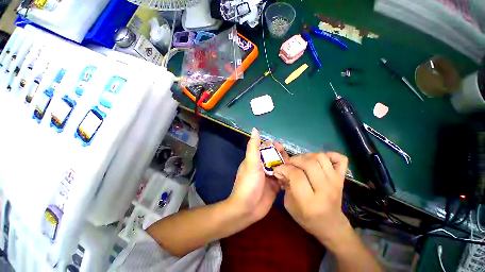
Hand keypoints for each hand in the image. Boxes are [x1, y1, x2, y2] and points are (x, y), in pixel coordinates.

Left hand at [226, 128, 285, 222]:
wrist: (247, 209)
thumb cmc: (248, 184)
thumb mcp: (251, 163)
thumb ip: (253, 147)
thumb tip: (255, 129)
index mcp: (256, 160)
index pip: (266, 148)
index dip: (273, 146)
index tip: (281, 148)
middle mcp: (263, 166)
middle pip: (275, 157)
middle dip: (282, 156)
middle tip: (288, 160)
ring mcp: (269, 176)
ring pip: (280, 167)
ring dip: (286, 166)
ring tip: (292, 168)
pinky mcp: (275, 186)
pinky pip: (283, 178)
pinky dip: (288, 176)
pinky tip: (293, 177)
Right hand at [273, 152, 349, 245]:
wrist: (331, 225)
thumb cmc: (307, 218)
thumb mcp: (289, 204)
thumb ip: (284, 185)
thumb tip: (281, 170)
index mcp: (310, 201)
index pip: (296, 175)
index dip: (284, 169)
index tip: (278, 169)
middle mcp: (325, 189)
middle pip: (309, 164)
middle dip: (294, 160)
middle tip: (289, 164)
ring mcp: (335, 182)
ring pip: (321, 158)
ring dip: (307, 156)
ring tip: (301, 162)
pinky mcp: (342, 178)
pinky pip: (340, 159)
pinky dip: (329, 155)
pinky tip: (319, 161)